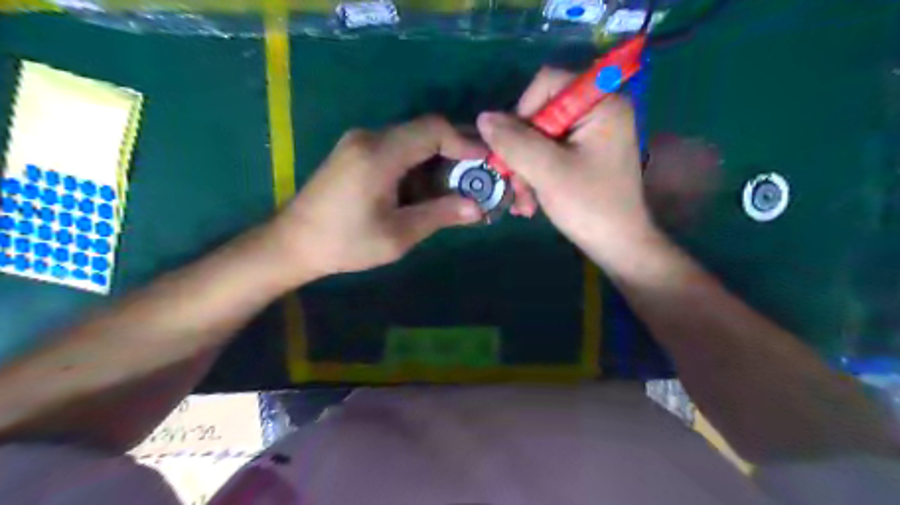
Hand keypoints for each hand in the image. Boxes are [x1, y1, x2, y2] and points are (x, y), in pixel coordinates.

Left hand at [266, 114, 488, 278]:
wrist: (292, 243)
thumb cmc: (345, 243)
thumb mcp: (398, 235)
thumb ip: (440, 215)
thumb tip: (477, 208)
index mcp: (379, 154)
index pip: (433, 129)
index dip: (465, 142)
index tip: (486, 162)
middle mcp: (370, 138)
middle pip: (424, 131)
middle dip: (456, 151)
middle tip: (478, 176)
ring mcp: (360, 143)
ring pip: (412, 140)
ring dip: (438, 159)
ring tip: (458, 187)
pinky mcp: (355, 153)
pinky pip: (397, 149)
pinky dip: (419, 164)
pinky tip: (428, 188)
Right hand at [478, 69, 658, 265]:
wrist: (618, 247)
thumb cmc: (590, 206)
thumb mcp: (547, 171)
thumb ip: (514, 142)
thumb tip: (483, 118)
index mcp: (601, 103)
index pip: (547, 84)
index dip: (522, 112)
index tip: (513, 149)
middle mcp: (598, 112)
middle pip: (540, 114)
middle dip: (521, 153)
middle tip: (514, 185)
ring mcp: (591, 136)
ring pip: (539, 139)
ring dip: (524, 170)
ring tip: (523, 203)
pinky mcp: (584, 156)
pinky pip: (548, 155)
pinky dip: (535, 176)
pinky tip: (529, 203)